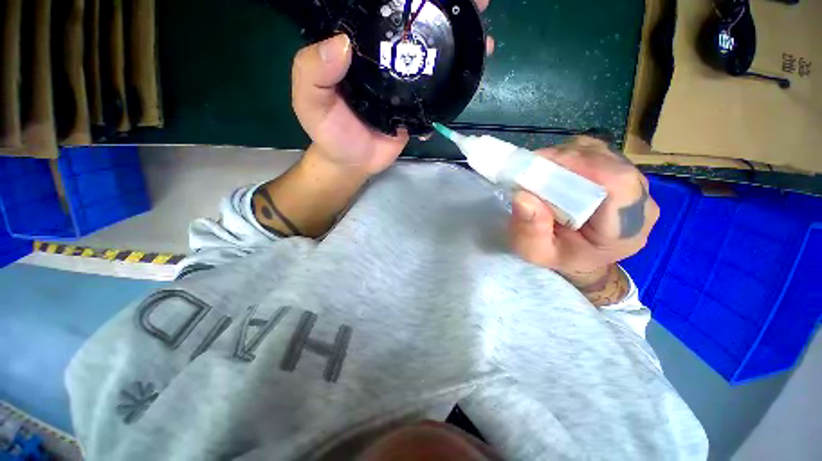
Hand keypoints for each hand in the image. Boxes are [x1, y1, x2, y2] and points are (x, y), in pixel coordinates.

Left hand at [291, 0, 492, 175]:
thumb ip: (313, 71)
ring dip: (458, 45)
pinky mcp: (416, 108)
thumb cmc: (329, 132)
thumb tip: (341, 43)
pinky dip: (454, 84)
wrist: (353, 162)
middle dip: (444, 13)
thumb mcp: (310, 101)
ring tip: (483, 35)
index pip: (381, 12)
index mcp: (359, 49)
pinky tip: (472, 72)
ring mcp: (405, 84)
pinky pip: (436, 93)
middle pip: (415, 30)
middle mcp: (384, 60)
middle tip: (474, 3)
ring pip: (432, 58)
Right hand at [509, 137, 659, 276]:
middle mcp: (640, 203)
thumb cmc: (557, 256)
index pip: (619, 184)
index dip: (581, 166)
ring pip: (604, 155)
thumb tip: (522, 196)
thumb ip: (530, 231)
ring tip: (542, 171)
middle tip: (533, 168)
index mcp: (625, 230)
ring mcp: (636, 186)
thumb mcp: (535, 252)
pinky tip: (555, 170)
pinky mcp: (623, 174)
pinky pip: (600, 154)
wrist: (578, 257)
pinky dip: (573, 155)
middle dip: (567, 160)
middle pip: (611, 164)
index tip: (541, 167)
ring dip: (568, 156)